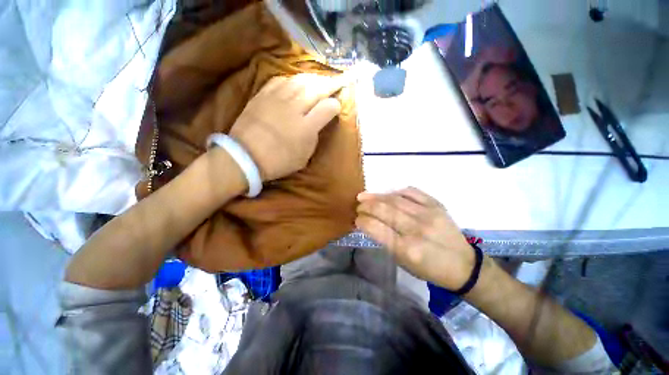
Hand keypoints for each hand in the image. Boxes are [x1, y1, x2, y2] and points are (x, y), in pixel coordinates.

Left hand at [229, 74, 343, 180]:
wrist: (246, 156)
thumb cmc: (278, 161)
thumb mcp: (303, 157)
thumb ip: (314, 138)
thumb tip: (318, 123)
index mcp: (306, 128)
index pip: (327, 108)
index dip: (335, 105)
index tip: (337, 105)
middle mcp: (294, 109)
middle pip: (316, 89)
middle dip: (329, 84)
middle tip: (336, 82)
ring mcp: (277, 99)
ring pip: (299, 81)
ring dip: (312, 79)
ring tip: (319, 79)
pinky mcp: (262, 95)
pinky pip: (280, 80)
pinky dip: (291, 79)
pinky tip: (295, 82)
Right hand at [356, 187, 475, 290]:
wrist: (463, 265)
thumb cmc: (429, 268)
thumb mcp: (403, 262)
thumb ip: (385, 241)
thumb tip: (369, 223)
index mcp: (406, 249)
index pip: (376, 228)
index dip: (362, 221)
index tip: (356, 219)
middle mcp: (416, 229)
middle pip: (384, 210)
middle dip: (366, 206)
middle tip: (358, 205)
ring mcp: (428, 214)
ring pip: (395, 199)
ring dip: (376, 196)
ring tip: (364, 196)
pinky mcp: (436, 205)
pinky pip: (411, 191)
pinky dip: (395, 191)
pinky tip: (387, 194)